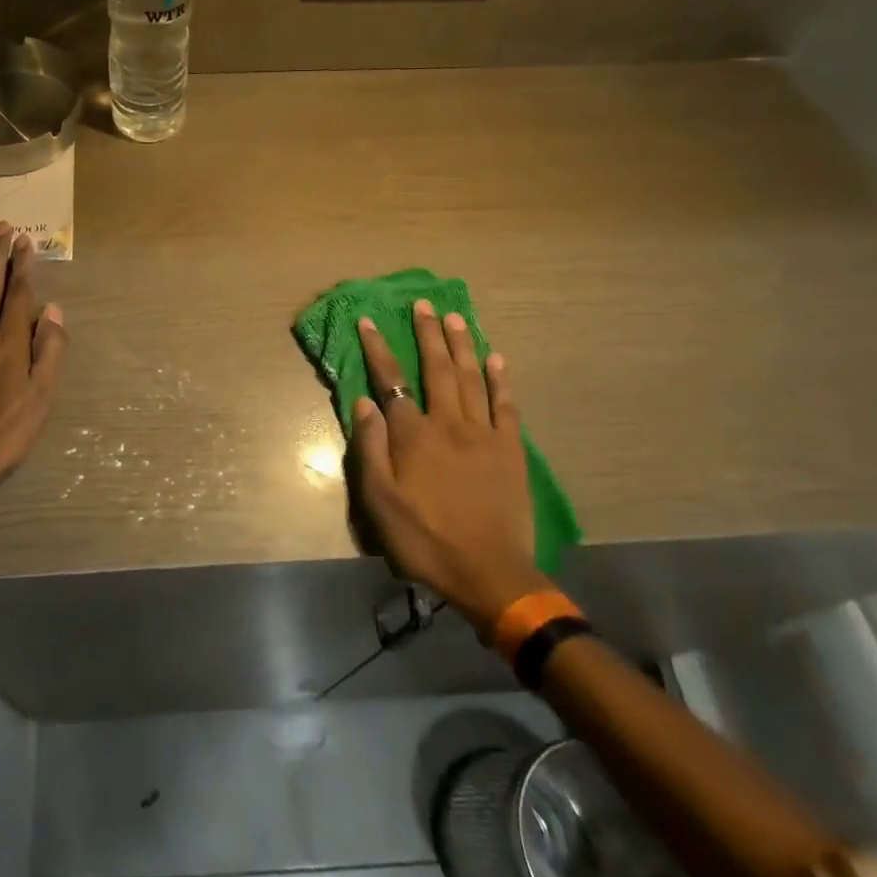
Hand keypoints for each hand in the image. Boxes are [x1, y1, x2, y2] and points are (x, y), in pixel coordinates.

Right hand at [351, 299, 542, 634]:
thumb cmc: (425, 538)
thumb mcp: (380, 501)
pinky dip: (501, 379)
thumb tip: (365, 402)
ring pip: (472, 378)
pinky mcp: (511, 449)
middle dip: (427, 334)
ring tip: (455, 317)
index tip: (369, 321)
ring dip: (462, 345)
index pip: (391, 381)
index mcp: (414, 436)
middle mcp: (449, 423)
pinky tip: (497, 358)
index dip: (378, 349)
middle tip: (424, 304)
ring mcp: (484, 434)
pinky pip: (506, 405)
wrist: (489, 572)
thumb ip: (370, 448)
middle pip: (437, 369)